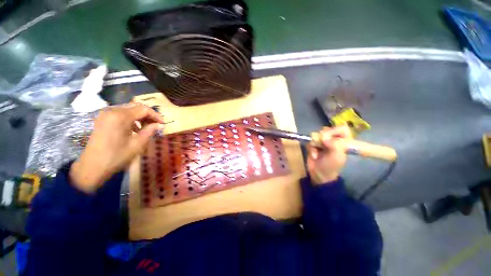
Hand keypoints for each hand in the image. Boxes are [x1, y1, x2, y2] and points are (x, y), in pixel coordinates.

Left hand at [70, 103, 163, 192]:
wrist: (92, 166)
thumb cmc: (116, 156)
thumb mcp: (137, 144)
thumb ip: (149, 131)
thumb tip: (160, 125)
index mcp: (121, 116)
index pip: (143, 109)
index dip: (155, 115)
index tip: (163, 123)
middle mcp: (112, 111)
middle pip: (136, 106)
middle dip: (148, 115)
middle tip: (156, 125)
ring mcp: (105, 114)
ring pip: (128, 109)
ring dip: (140, 116)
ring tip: (147, 127)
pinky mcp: (102, 119)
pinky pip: (121, 113)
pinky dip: (131, 119)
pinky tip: (135, 129)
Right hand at [307, 126, 351, 184]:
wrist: (319, 174)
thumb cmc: (331, 166)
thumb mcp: (337, 156)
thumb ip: (335, 144)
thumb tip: (324, 137)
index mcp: (344, 141)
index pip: (342, 128)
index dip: (335, 131)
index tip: (330, 138)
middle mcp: (333, 139)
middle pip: (327, 130)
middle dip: (323, 137)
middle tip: (323, 145)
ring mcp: (323, 142)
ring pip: (317, 134)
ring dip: (316, 144)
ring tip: (317, 151)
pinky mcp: (314, 145)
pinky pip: (310, 141)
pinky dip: (311, 148)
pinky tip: (314, 155)